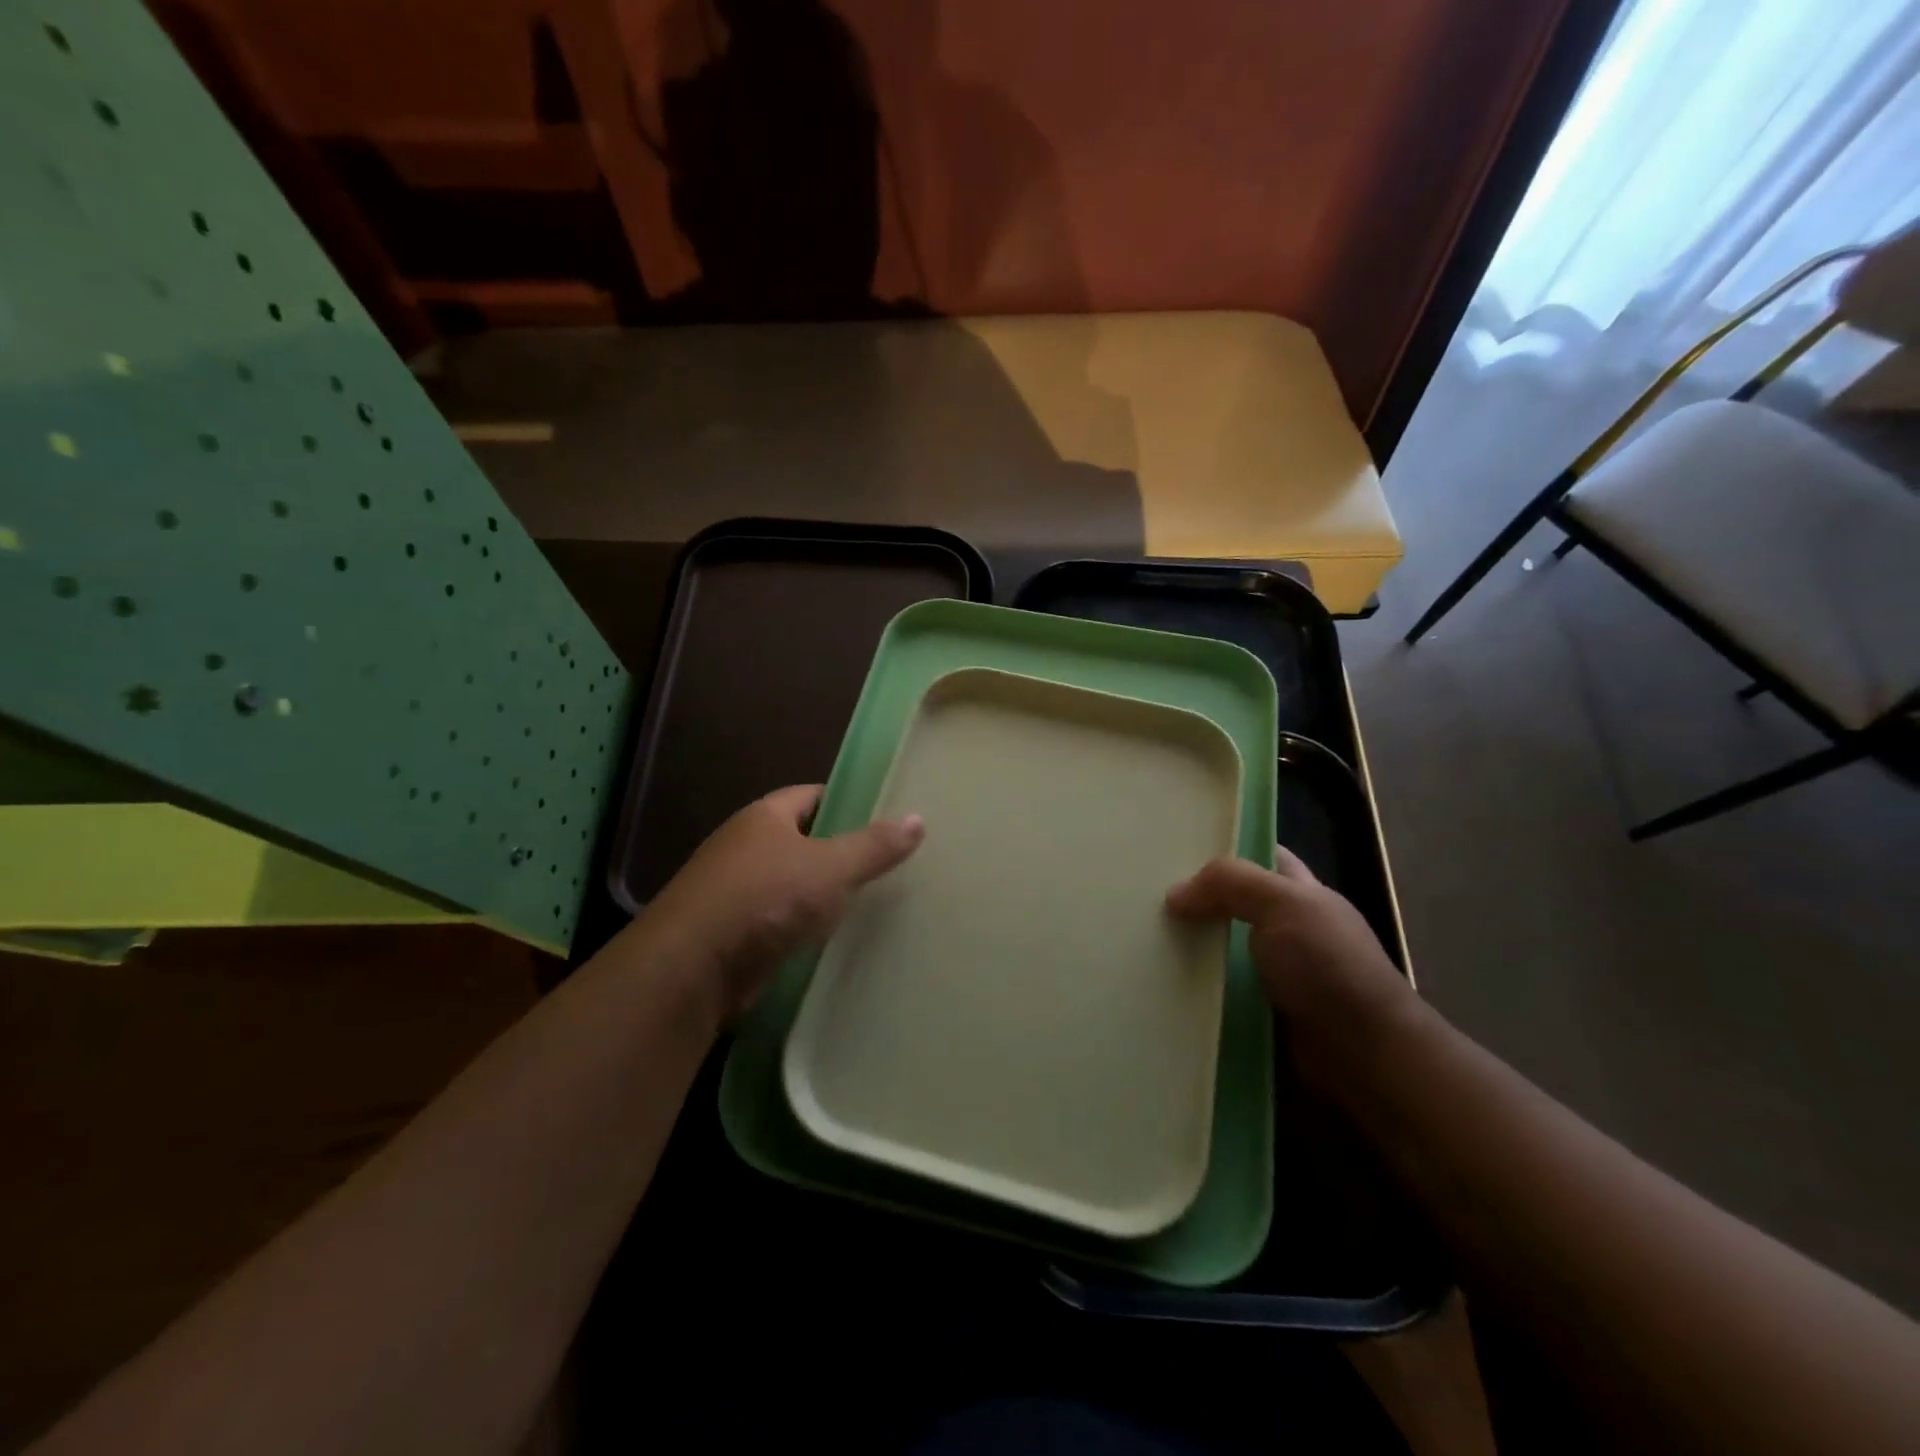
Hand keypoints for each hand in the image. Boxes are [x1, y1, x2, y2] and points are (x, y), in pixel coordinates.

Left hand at [639, 785, 924, 1021]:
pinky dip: (802, 925)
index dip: (846, 801)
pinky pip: (778, 919)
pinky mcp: (732, 932)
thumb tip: (917, 819)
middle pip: (801, 839)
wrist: (692, 968)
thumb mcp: (830, 868)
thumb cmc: (765, 899)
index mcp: (764, 817)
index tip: (883, 816)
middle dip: (838, 850)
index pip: (811, 795)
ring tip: (869, 901)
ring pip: (790, 882)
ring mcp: (734, 890)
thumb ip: (873, 846)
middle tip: (885, 862)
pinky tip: (831, 937)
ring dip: (820, 892)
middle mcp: (745, 846)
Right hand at [1166, 847, 1416, 1090]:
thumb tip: (1175, 895)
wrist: (1365, 1056)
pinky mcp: (1262, 1013)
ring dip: (1190, 949)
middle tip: (1147, 894)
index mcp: (1304, 894)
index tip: (1179, 845)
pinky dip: (1195, 990)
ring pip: (1222, 950)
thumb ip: (1230, 884)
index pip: (1265, 857)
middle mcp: (1291, 930)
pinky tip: (1164, 984)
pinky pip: (1220, 992)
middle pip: (1235, 904)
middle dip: (1197, 900)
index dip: (1229, 848)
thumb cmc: (1328, 967)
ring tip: (1141, 940)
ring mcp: (1276, 974)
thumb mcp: (1283, 904)